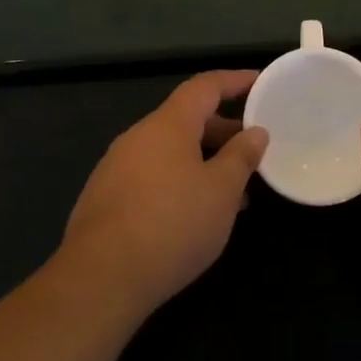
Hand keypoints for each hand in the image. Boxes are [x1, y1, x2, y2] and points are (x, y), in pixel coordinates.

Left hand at [59, 70, 268, 319]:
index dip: (234, 81)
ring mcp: (116, 167)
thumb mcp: (221, 191)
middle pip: (186, 120)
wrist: (100, 279)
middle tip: (254, 149)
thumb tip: (255, 132)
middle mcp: (138, 136)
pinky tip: (196, 215)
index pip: (205, 86)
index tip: (259, 82)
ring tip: (234, 190)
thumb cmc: (172, 224)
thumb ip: (241, 157)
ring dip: (203, 162)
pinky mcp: (106, 199)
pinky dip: (180, 182)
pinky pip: (152, 176)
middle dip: (223, 130)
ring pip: (170, 152)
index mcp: (167, 124)